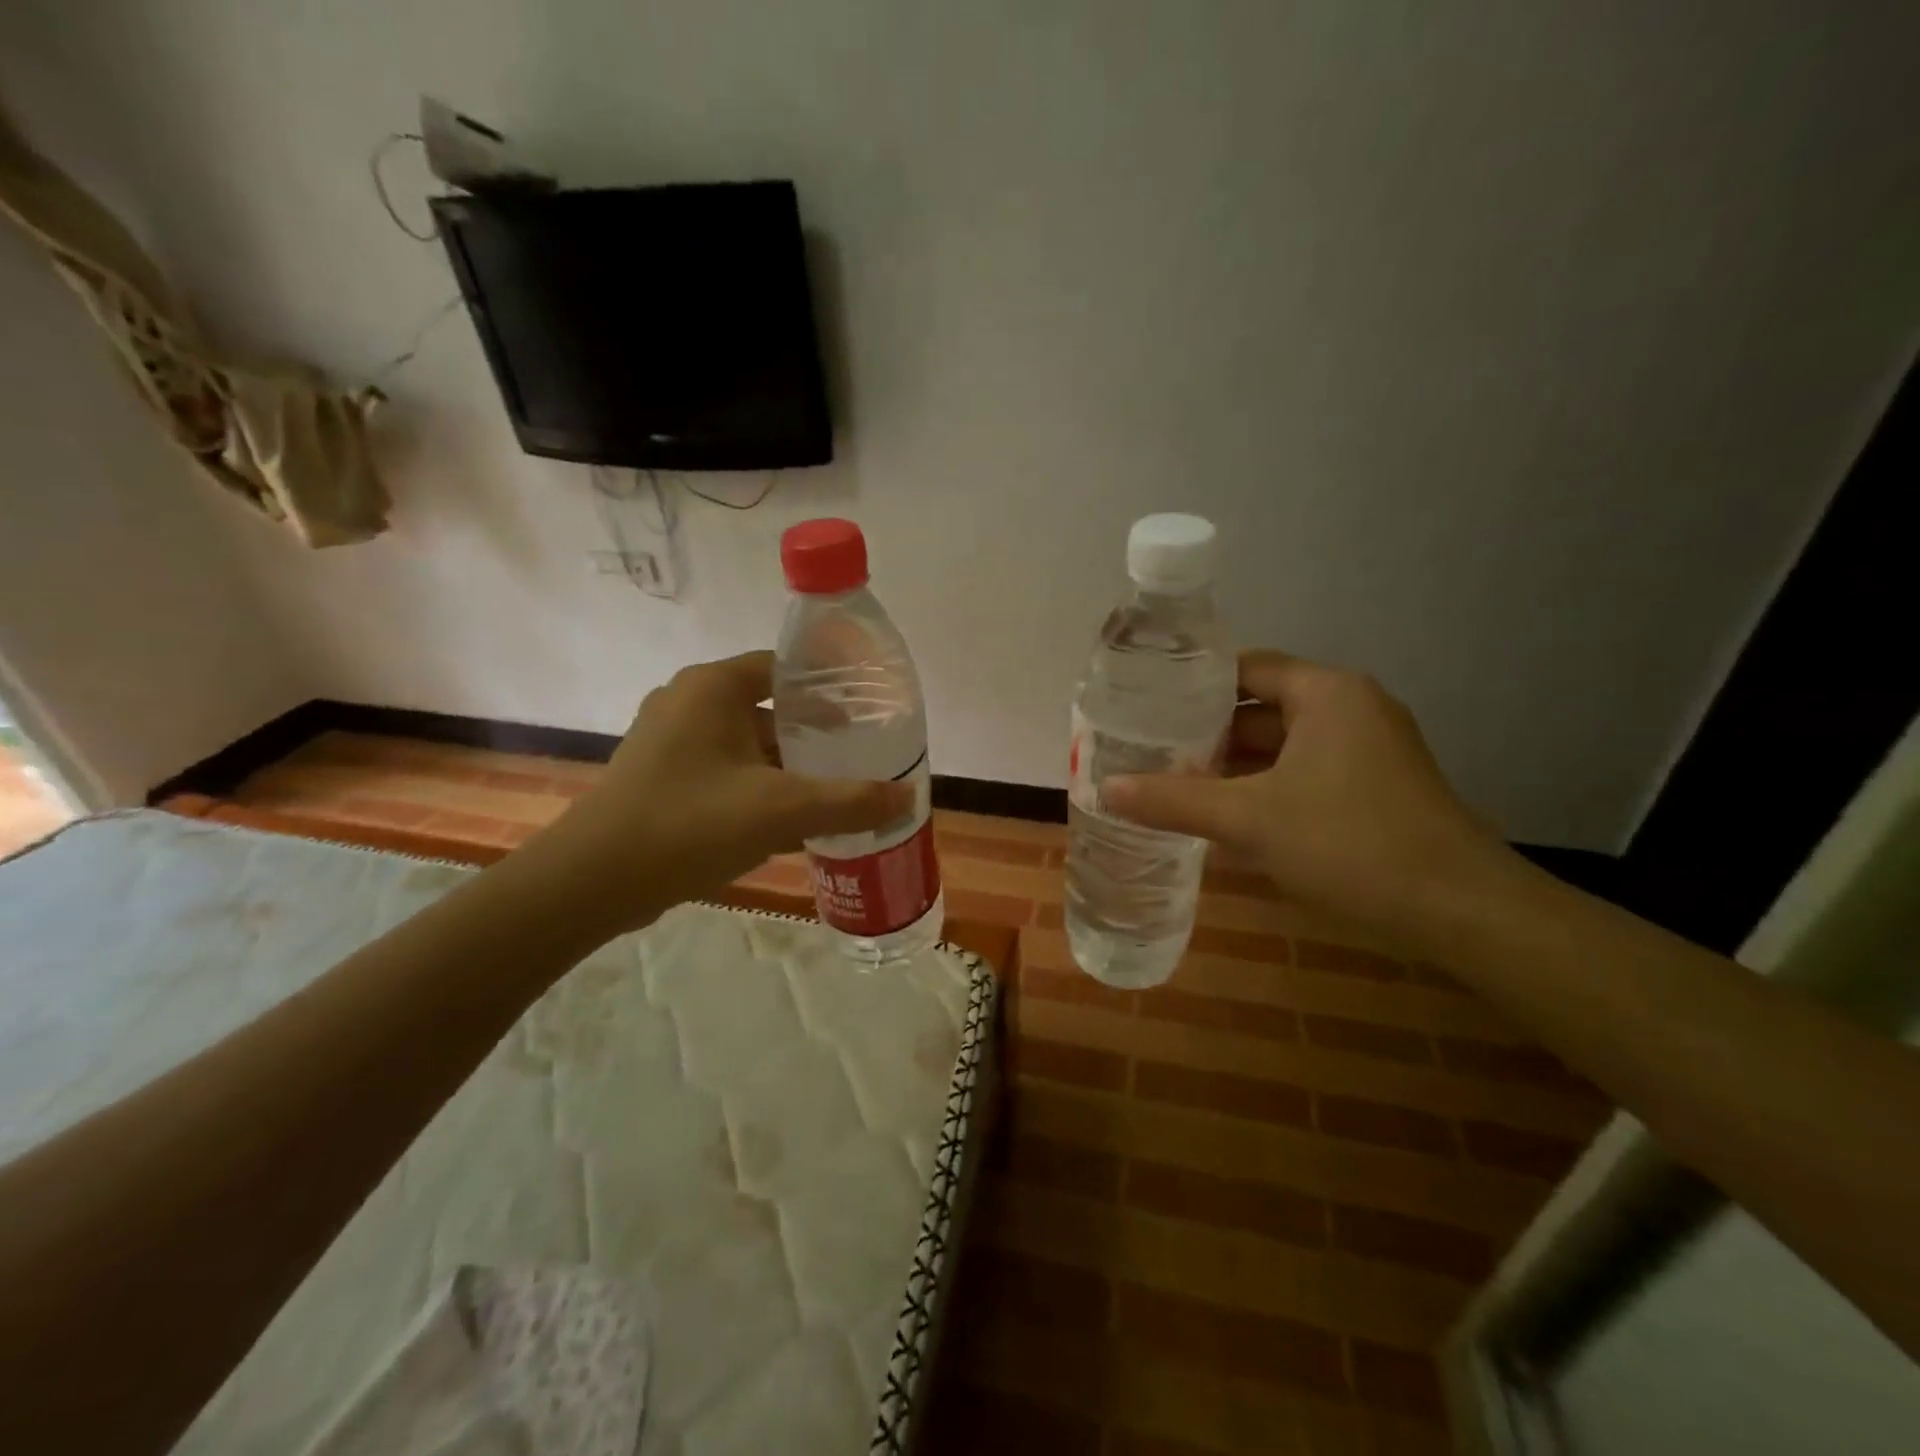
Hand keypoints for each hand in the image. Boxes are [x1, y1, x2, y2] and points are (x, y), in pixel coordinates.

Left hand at [535, 651, 910, 933]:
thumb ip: (850, 801)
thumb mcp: (781, 810)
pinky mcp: (659, 775)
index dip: (828, 687)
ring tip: (832, 788)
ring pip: (745, 743)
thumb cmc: (690, 823)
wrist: (592, 881)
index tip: (866, 712)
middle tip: (858, 755)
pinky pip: (723, 769)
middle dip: (812, 733)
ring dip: (786, 765)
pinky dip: (757, 786)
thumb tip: (909, 797)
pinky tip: (787, 819)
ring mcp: (668, 740)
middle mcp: (688, 701)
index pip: (784, 667)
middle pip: (767, 707)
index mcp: (714, 687)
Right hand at [1103, 650, 1510, 933]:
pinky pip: (1302, 773)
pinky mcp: (1374, 787)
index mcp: (1325, 693)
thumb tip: (1105, 790)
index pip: (1243, 669)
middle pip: (1260, 707)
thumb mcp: (1250, 819)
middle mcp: (1349, 709)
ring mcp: (1367, 750)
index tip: (1144, 705)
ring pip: (1282, 745)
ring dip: (1232, 765)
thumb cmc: (1350, 843)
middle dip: (1205, 732)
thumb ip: (1174, 801)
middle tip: (1148, 748)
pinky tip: (1223, 814)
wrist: (1459, 910)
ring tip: (1172, 780)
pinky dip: (1263, 787)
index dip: (1191, 685)